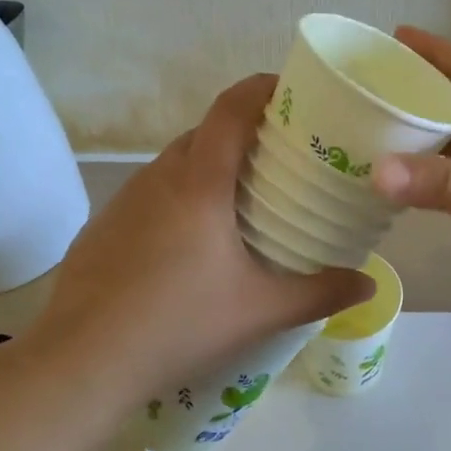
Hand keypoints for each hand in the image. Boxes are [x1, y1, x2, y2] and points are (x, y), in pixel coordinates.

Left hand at [33, 74, 372, 397]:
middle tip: (280, 158)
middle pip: (204, 133)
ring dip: (208, 167)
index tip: (293, 90)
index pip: (231, 109)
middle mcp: (158, 177)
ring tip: (239, 201)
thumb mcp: (260, 311)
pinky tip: (188, 243)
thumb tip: (368, 284)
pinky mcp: (102, 226)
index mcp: (199, 182)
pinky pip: (149, 194)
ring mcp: (124, 201)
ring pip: (174, 164)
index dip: (262, 88)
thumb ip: (320, 293)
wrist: (83, 362)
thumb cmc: (179, 324)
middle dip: (243, 134)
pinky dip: (177, 198)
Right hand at [370, 28, 450, 341]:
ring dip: (411, 140)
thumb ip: (447, 184)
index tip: (393, 37)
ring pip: (447, 149)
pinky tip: (386, 184)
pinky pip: (447, 189)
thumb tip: (375, 172)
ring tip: (360, 131)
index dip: (436, 51)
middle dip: (412, 94)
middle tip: (360, 89)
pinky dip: (419, 183)